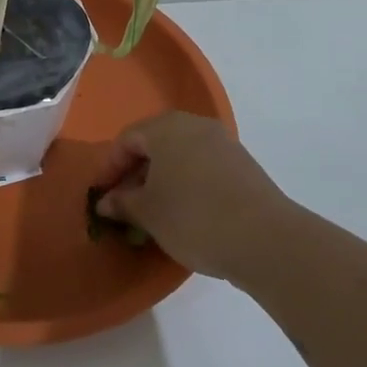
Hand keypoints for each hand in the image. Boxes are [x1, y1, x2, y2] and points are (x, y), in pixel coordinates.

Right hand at [93, 112, 292, 282]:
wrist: (265, 239)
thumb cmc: (192, 217)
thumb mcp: (147, 213)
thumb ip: (122, 202)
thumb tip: (106, 201)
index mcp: (167, 128)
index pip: (127, 139)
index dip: (109, 167)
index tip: (101, 195)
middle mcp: (196, 126)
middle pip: (155, 143)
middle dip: (135, 172)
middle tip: (124, 202)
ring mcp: (224, 144)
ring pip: (181, 156)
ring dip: (161, 179)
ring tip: (152, 211)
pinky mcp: (244, 166)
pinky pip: (202, 168)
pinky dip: (186, 184)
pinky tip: (183, 212)